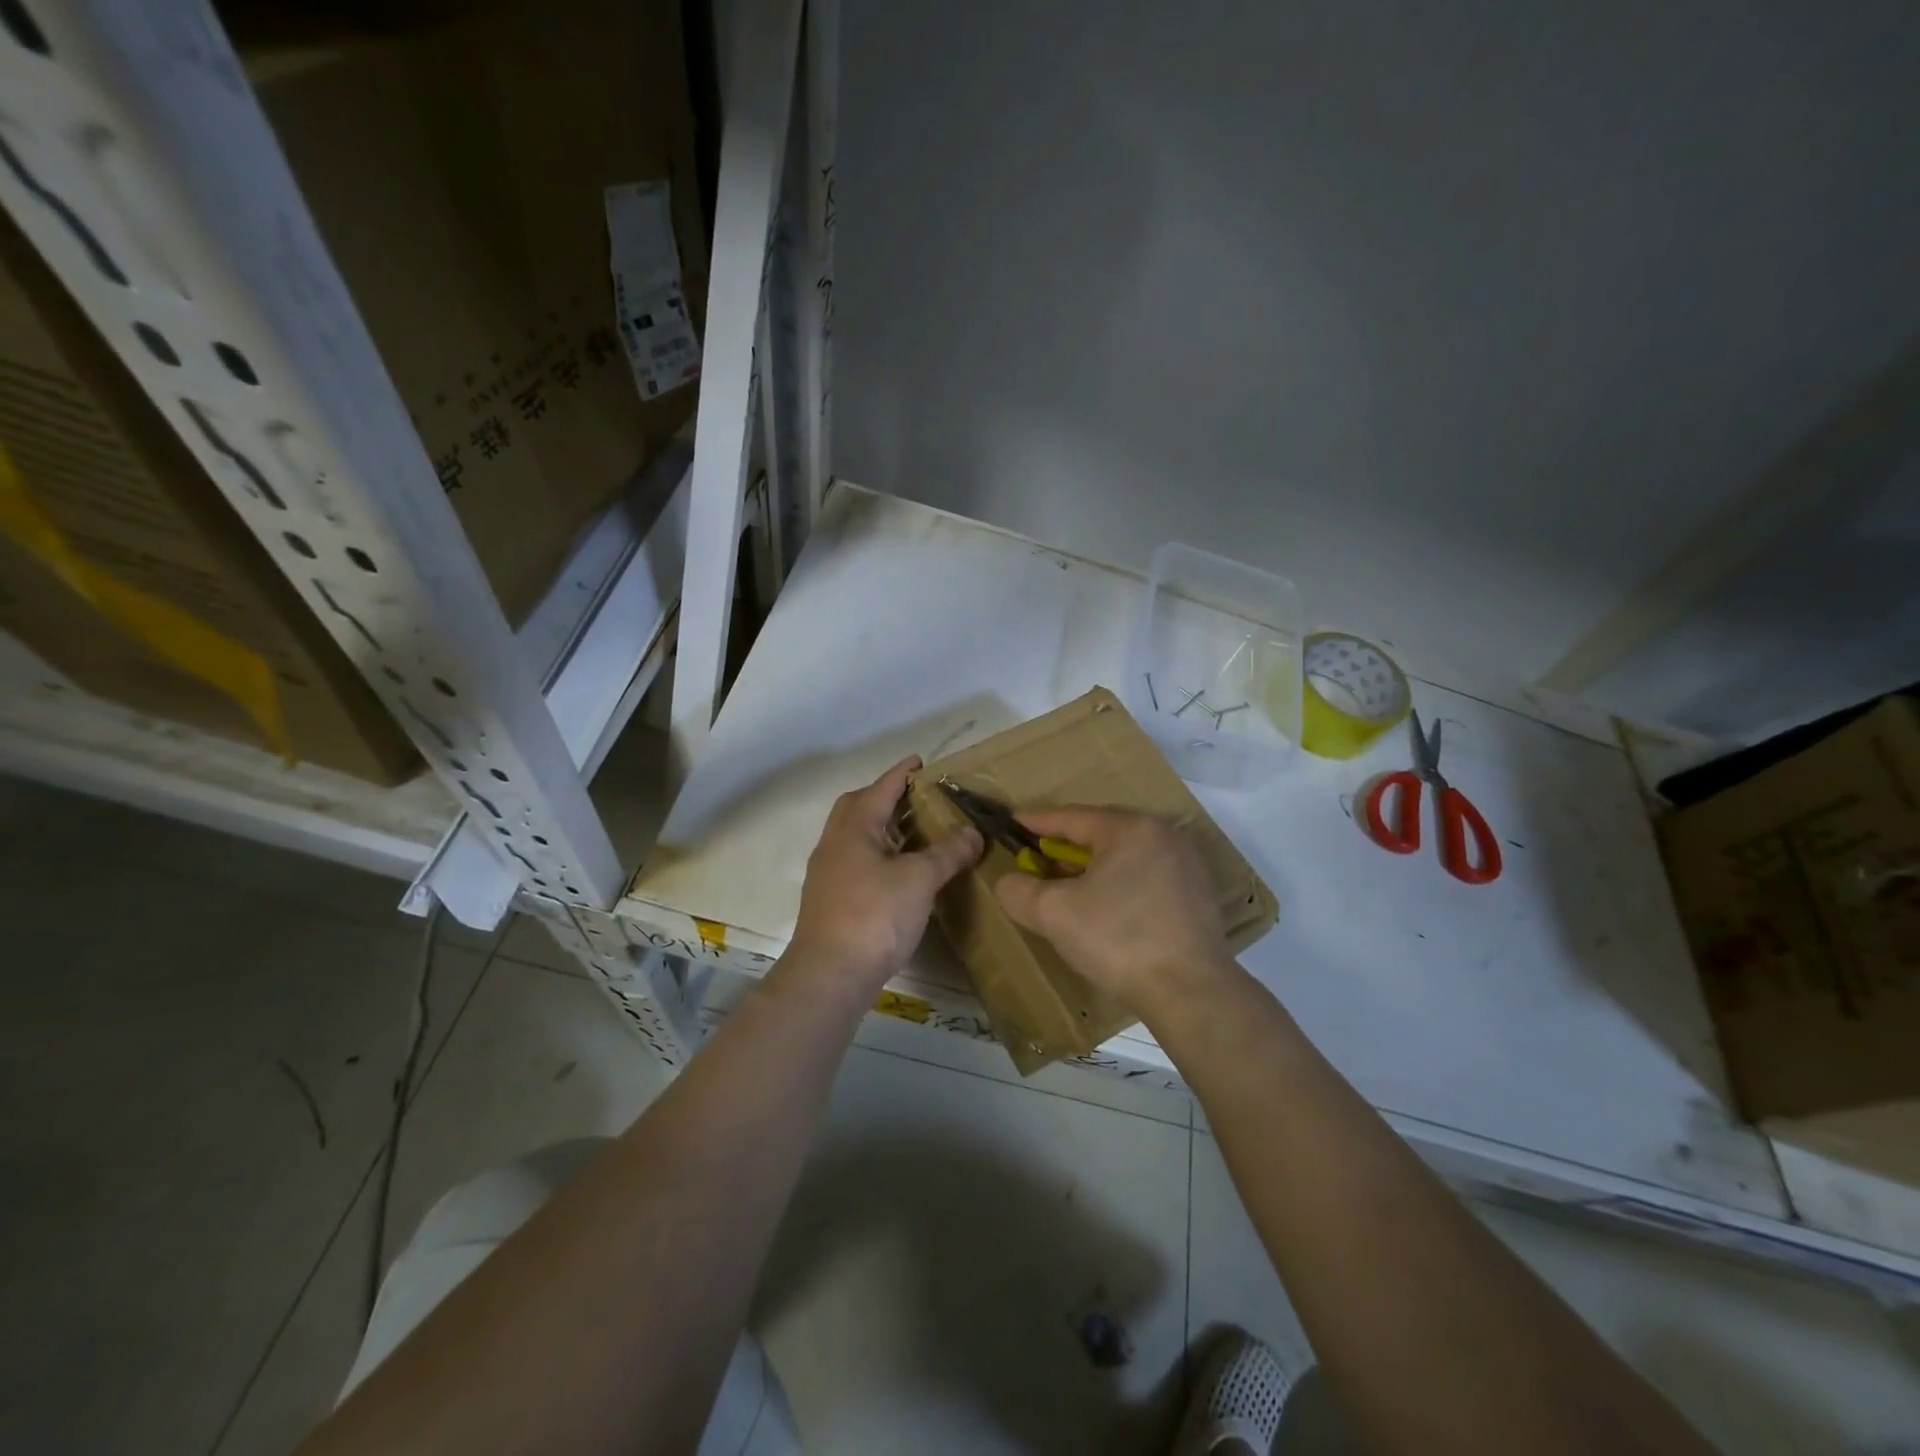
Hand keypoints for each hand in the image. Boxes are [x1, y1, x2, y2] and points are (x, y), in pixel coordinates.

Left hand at [788, 756, 981, 993]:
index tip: (920, 760)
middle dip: (885, 797)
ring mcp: (828, 874)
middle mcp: (835, 844)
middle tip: (916, 798)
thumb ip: (947, 852)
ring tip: (914, 833)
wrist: (830, 975)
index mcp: (854, 828)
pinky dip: (879, 856)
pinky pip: (857, 863)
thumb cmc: (874, 916)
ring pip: (855, 837)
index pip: (881, 788)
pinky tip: (899, 873)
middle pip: (858, 807)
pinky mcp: (831, 900)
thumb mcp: (920, 879)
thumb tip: (972, 833)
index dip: (902, 773)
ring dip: (882, 828)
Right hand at [994, 808, 1232, 1014]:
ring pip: (1127, 855)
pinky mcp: (1199, 896)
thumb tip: (1010, 882)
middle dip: (1067, 845)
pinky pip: (1148, 876)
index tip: (1014, 821)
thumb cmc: (1117, 939)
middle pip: (1103, 833)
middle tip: (1039, 855)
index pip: (1073, 817)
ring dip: (1094, 866)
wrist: (1189, 991)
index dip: (1038, 821)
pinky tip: (1107, 907)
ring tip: (1069, 883)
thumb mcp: (1053, 913)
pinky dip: (1121, 883)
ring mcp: (1187, 865)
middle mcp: (1163, 835)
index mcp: (1130, 829)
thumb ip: (1019, 890)